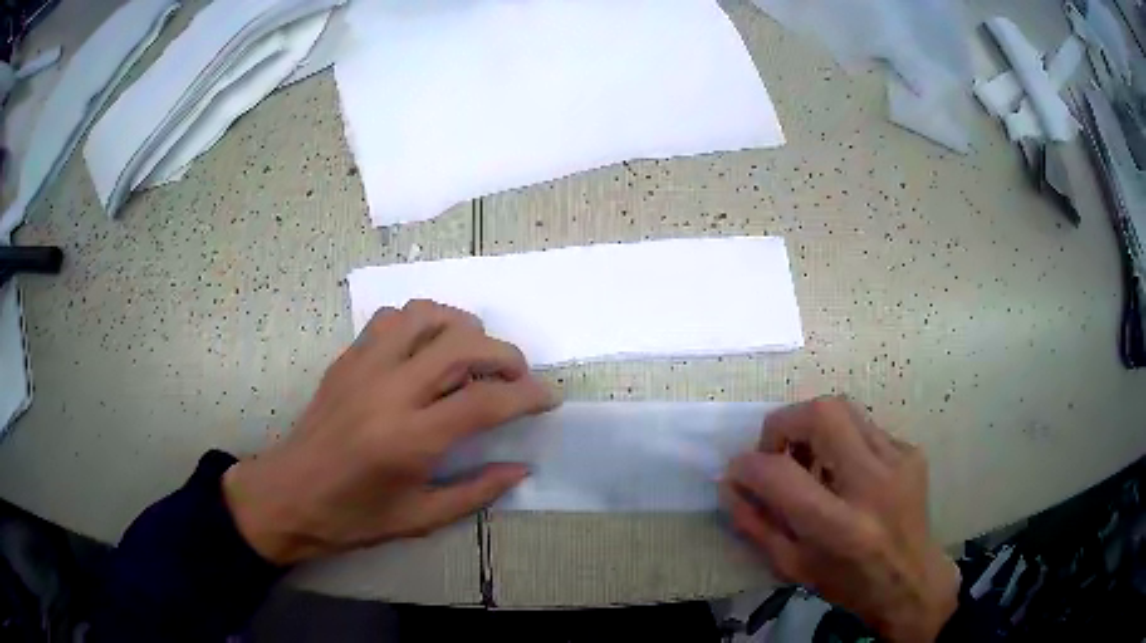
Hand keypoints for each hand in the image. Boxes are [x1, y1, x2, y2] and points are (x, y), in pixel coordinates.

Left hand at [222, 300, 556, 565]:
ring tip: (476, 354)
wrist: (288, 495)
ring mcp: (363, 367)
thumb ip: (476, 492)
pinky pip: (391, 319)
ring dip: (463, 327)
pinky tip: (428, 349)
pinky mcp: (347, 359)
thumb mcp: (420, 519)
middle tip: (520, 376)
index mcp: (408, 440)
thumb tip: (521, 468)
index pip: (483, 402)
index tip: (549, 399)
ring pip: (426, 316)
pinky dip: (422, 322)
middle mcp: (388, 392)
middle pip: (461, 345)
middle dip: (505, 355)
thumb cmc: (353, 517)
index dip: (527, 396)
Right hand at [722, 396, 958, 642]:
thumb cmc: (848, 583)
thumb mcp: (793, 566)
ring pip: (845, 409)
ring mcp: (898, 460)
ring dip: (813, 428)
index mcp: (838, 526)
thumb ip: (756, 523)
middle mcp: (873, 483)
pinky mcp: (911, 451)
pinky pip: (865, 427)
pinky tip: (844, 473)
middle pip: (822, 413)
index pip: (781, 474)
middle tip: (776, 450)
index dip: (748, 465)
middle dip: (784, 423)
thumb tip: (730, 484)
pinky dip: (842, 442)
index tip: (737, 471)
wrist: (911, 580)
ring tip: (809, 461)